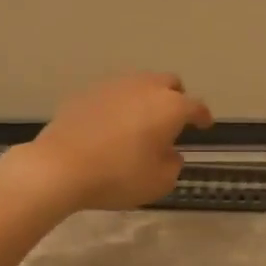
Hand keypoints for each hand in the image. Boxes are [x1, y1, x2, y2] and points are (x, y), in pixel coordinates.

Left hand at [18, 72, 213, 210]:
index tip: (205, 125)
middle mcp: (145, 87)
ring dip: (146, 99)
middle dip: (175, 98)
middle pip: (169, 83)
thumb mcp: (159, 182)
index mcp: (170, 107)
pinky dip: (118, 105)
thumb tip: (170, 152)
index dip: (203, 116)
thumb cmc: (119, 176)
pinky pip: (112, 94)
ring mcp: (113, 86)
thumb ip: (173, 164)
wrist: (60, 167)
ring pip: (139, 84)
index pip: (196, 106)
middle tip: (172, 120)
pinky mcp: (86, 92)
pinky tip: (111, 125)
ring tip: (140, 122)